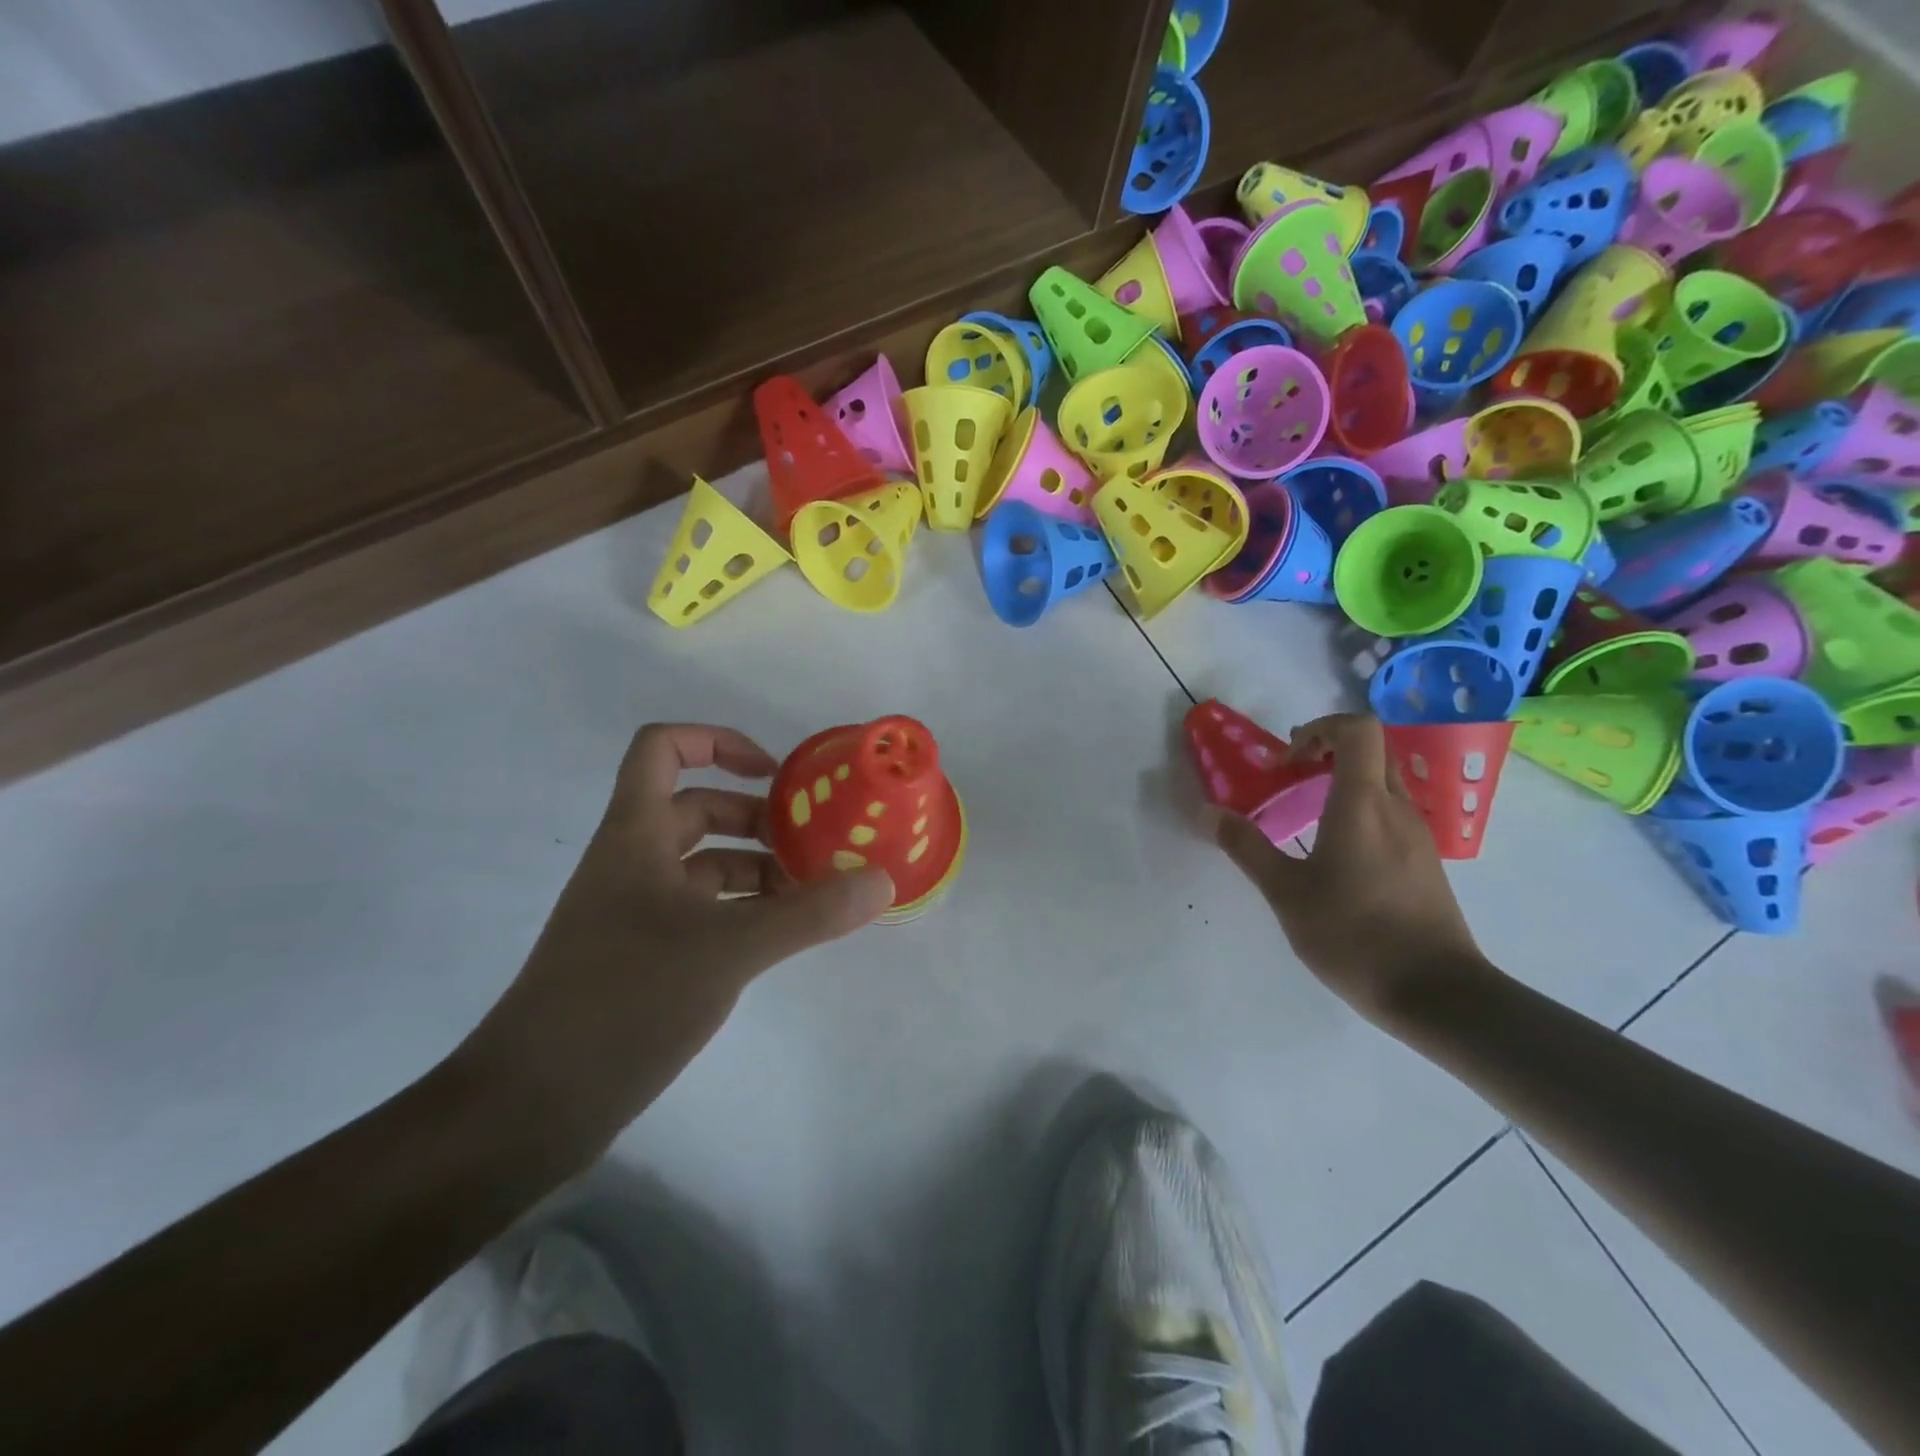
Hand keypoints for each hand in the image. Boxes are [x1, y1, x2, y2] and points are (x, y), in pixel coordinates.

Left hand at [457, 723, 894, 1150]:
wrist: (531, 1104)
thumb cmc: (625, 999)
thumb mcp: (730, 949)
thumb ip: (809, 913)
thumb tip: (883, 882)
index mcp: (637, 834)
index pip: (663, 748)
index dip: (717, 741)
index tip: (773, 774)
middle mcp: (632, 862)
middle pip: (696, 808)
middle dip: (757, 818)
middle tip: (813, 842)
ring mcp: (632, 911)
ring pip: (701, 865)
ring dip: (755, 868)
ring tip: (811, 893)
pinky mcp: (640, 956)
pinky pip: (699, 911)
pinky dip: (741, 911)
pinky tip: (779, 937)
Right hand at [1212, 713, 1491, 1023]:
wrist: (1436, 993)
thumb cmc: (1354, 935)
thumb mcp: (1285, 892)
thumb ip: (1245, 847)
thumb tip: (1207, 812)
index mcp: (1363, 803)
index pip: (1357, 729)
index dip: (1319, 729)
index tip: (1288, 762)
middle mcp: (1396, 808)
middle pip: (1372, 751)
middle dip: (1327, 752)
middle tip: (1290, 779)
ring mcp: (1419, 835)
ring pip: (1383, 783)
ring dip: (1343, 783)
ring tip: (1305, 818)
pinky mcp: (1426, 863)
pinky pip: (1391, 815)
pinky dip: (1360, 813)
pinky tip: (1336, 856)